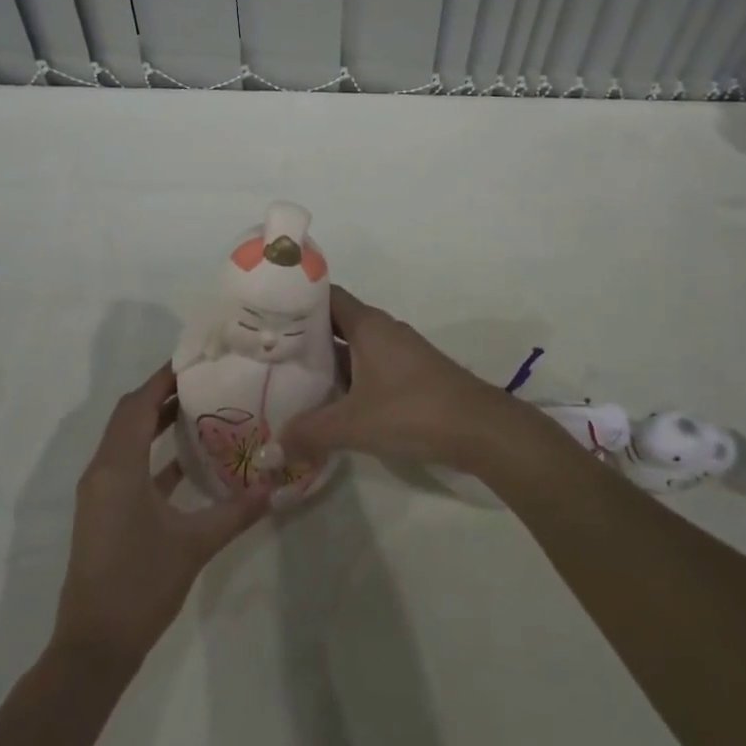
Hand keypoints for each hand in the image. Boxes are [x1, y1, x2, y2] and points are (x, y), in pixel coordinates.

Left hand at [52, 364, 269, 665]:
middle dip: (162, 393)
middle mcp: (103, 469)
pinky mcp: (103, 510)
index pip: (140, 404)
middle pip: (130, 414)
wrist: (92, 649)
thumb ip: (235, 512)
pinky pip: (126, 462)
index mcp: (118, 467)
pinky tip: (185, 459)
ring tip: (198, 407)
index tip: (197, 360)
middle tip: (203, 379)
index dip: (165, 378)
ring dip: (156, 420)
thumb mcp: (194, 545)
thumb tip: (274, 485)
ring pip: (126, 437)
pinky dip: (151, 451)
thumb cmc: (140, 586)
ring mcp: (99, 491)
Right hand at [280, 284, 524, 472]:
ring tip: (289, 376)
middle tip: (268, 351)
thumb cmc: (413, 410)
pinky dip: (346, 376)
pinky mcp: (408, 373)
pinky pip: (367, 364)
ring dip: (326, 359)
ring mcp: (397, 350)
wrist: (479, 428)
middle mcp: (381, 328)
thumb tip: (268, 449)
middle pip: (335, 321)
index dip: (296, 300)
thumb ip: (309, 433)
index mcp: (367, 324)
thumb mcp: (354, 424)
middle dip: (304, 335)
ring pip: (352, 346)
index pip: (324, 296)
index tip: (265, 313)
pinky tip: (329, 401)